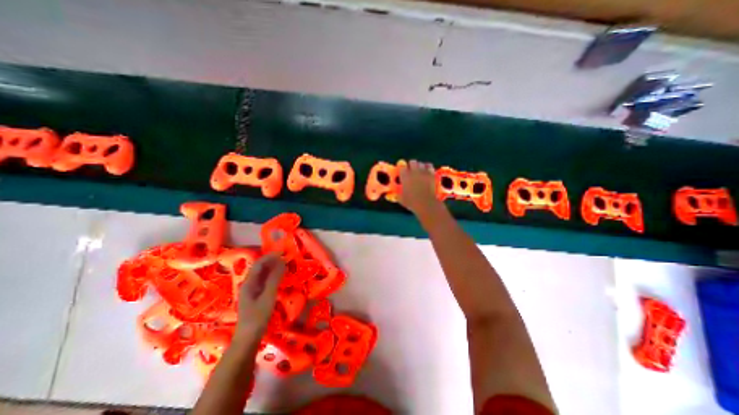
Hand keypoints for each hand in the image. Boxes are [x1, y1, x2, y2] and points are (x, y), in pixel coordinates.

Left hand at [236, 253, 285, 337]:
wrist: (248, 338)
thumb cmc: (258, 317)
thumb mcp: (268, 296)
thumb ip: (275, 279)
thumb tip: (282, 262)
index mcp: (249, 283)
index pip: (259, 264)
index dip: (270, 256)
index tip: (283, 253)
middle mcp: (248, 284)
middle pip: (260, 268)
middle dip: (272, 261)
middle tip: (286, 258)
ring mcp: (251, 291)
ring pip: (262, 275)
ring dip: (273, 268)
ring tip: (285, 265)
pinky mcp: (255, 296)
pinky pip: (264, 281)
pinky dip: (272, 276)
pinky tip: (279, 278)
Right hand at [401, 159, 440, 217]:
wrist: (426, 203)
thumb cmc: (412, 202)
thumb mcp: (401, 199)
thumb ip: (397, 194)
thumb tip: (395, 194)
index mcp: (404, 176)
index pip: (402, 166)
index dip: (402, 169)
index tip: (402, 172)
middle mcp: (413, 171)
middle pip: (412, 161)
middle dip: (411, 165)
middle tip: (411, 172)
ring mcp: (423, 171)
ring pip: (420, 163)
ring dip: (419, 166)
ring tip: (419, 172)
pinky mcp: (431, 173)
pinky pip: (429, 165)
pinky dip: (427, 167)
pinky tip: (426, 171)